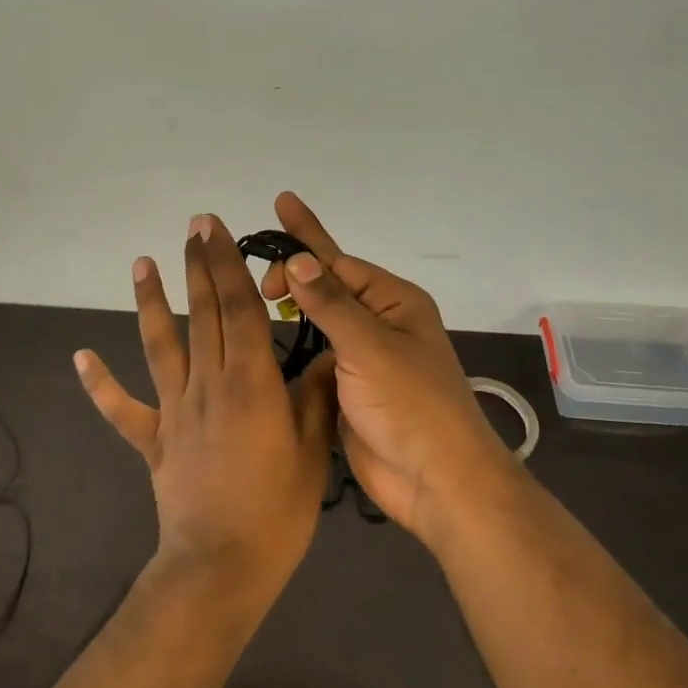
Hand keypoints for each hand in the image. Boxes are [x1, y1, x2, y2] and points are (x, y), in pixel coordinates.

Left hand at [75, 213, 336, 609]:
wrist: (221, 566)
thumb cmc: (277, 512)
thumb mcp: (314, 453)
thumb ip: (316, 398)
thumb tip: (327, 355)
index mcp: (251, 382)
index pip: (240, 309)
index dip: (228, 264)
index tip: (217, 229)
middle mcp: (209, 384)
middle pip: (203, 313)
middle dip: (197, 265)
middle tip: (192, 226)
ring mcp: (175, 410)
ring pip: (161, 345)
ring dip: (151, 302)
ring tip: (141, 264)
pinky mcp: (153, 439)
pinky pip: (122, 409)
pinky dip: (100, 384)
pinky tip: (81, 357)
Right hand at [254, 192, 511, 545]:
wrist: (435, 482)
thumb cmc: (411, 405)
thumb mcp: (370, 347)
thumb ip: (330, 304)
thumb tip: (297, 261)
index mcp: (394, 303)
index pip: (340, 261)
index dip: (306, 239)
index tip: (279, 205)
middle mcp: (379, 323)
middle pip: (328, 287)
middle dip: (294, 275)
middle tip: (256, 285)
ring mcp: (363, 359)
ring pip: (319, 322)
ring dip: (292, 308)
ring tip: (252, 296)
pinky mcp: (347, 391)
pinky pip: (315, 356)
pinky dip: (291, 346)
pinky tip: (263, 341)